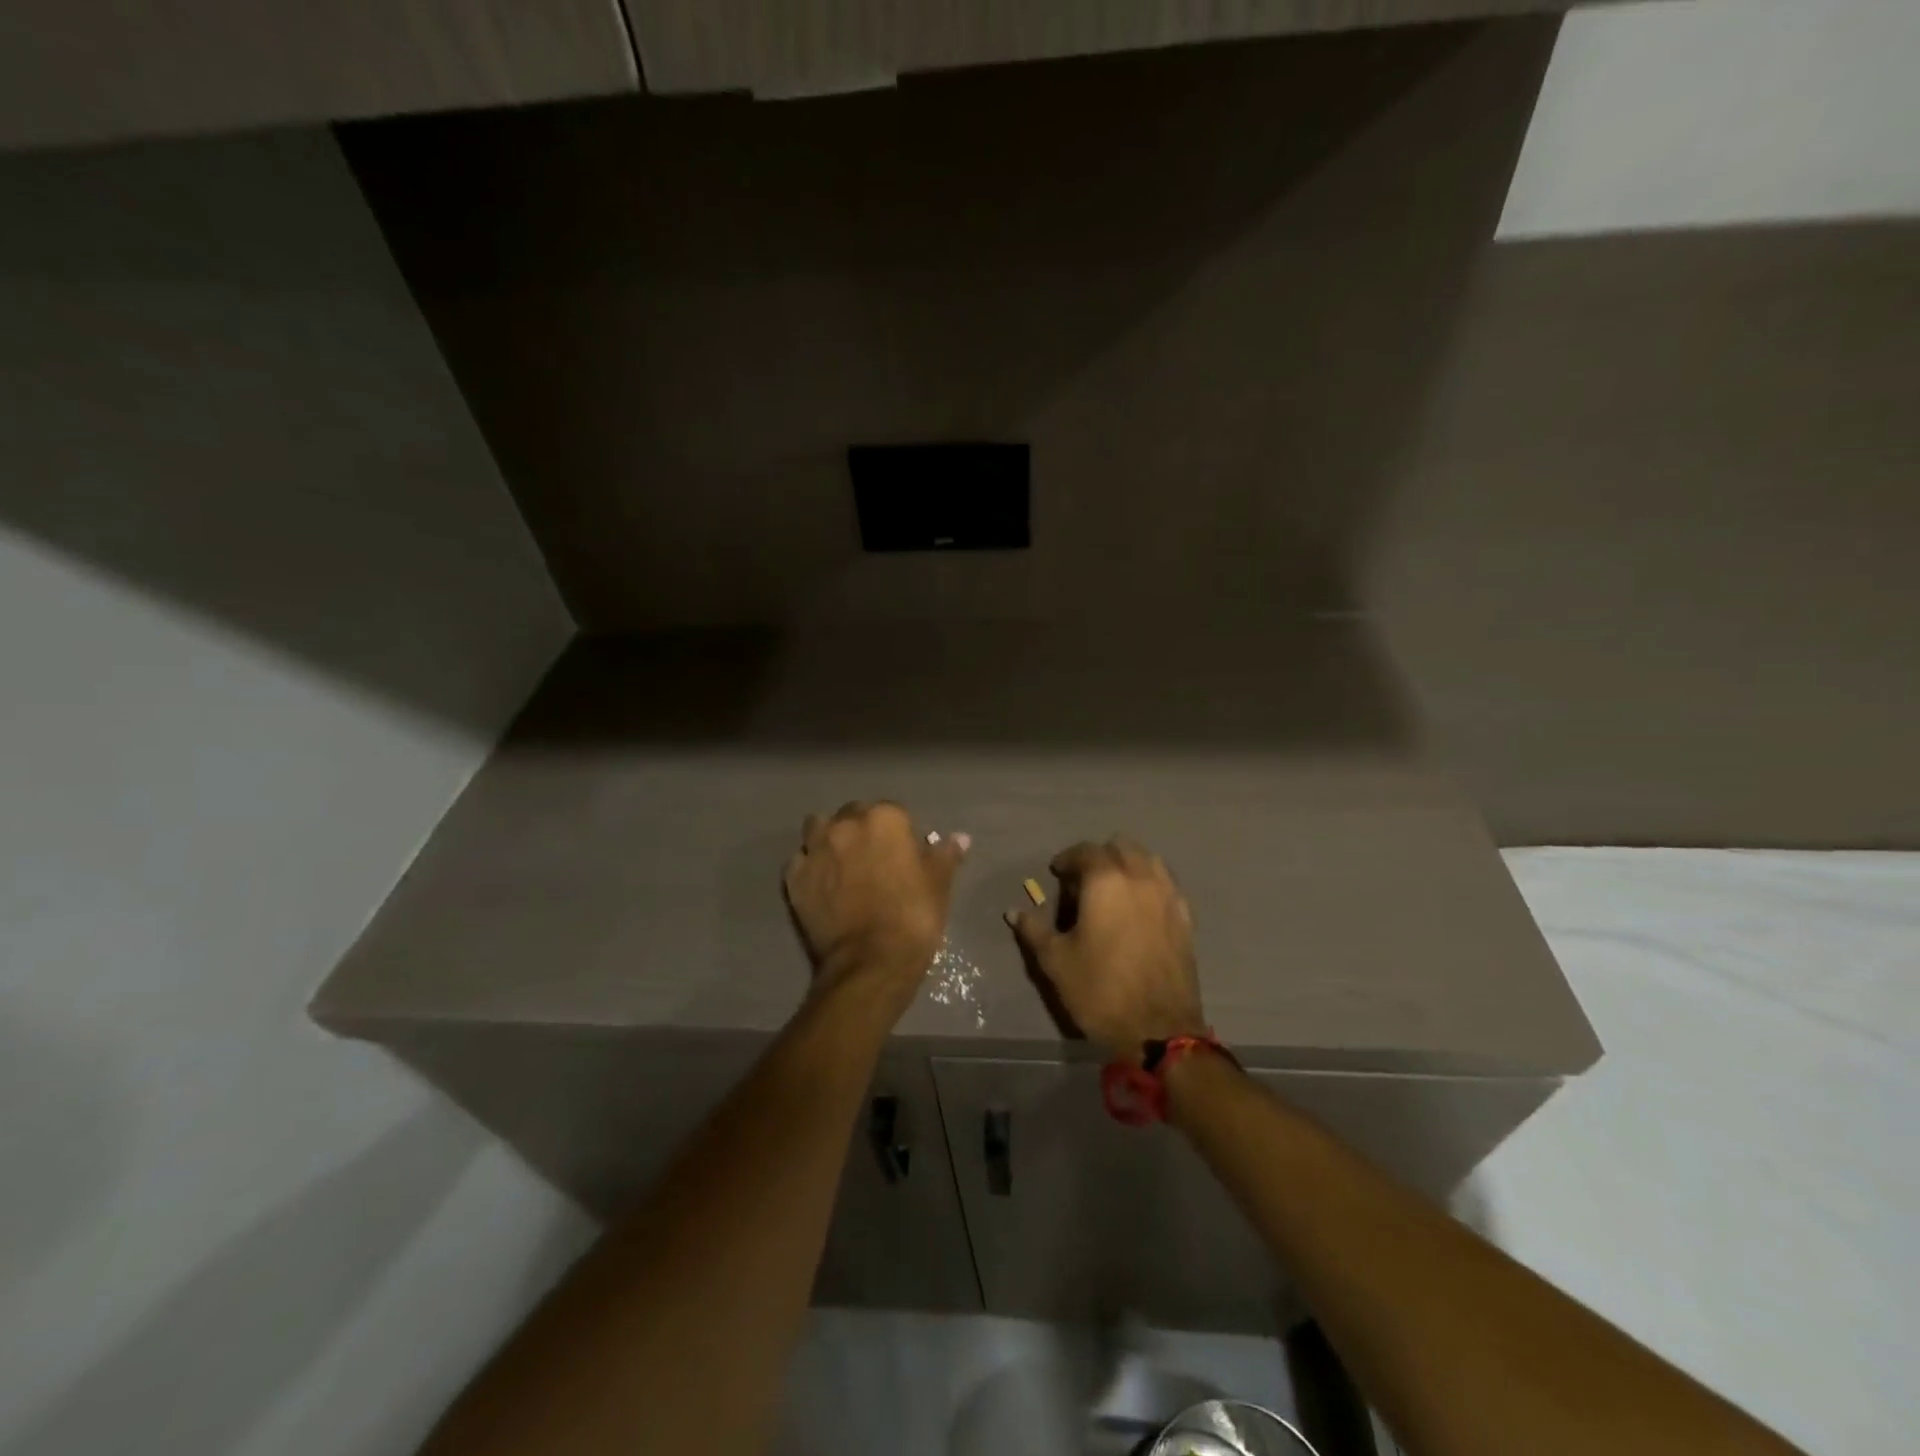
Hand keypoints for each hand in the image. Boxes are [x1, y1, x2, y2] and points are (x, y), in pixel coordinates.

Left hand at [783, 802, 967, 1016]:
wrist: (870, 963)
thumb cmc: (913, 918)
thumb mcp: (939, 885)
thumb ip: (945, 855)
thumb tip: (959, 838)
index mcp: (884, 819)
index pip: (893, 811)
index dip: (899, 832)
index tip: (904, 854)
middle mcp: (845, 825)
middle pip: (853, 815)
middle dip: (862, 830)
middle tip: (875, 859)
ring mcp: (815, 850)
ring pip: (819, 828)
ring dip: (829, 838)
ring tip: (842, 862)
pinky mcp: (793, 878)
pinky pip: (799, 860)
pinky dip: (809, 865)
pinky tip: (820, 882)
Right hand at [1008, 838, 1206, 1060]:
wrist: (1158, 1029)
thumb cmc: (1099, 991)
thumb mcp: (1056, 962)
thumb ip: (1034, 930)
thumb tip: (1014, 912)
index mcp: (1106, 881)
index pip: (1085, 851)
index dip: (1068, 859)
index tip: (1057, 873)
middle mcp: (1140, 878)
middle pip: (1121, 847)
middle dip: (1100, 856)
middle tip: (1084, 880)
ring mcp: (1168, 896)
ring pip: (1149, 859)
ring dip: (1129, 864)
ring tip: (1114, 889)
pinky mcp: (1185, 917)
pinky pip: (1167, 884)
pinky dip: (1150, 883)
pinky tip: (1139, 907)